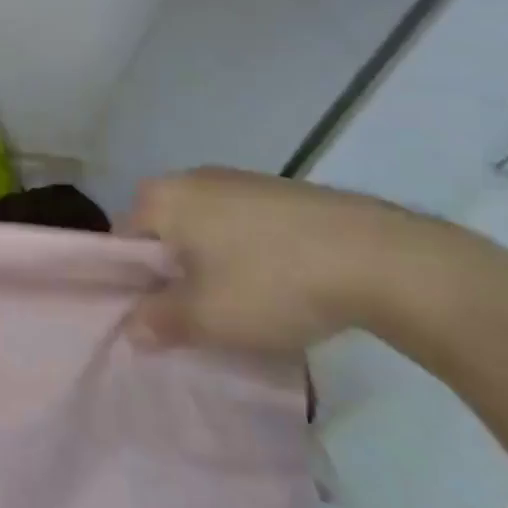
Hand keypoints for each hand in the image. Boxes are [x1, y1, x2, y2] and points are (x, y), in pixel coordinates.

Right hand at [120, 167, 507, 354]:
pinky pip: (245, 226)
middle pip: (164, 233)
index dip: (133, 284)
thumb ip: (158, 323)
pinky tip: (280, 287)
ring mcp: (241, 180)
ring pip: (206, 230)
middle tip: (197, 316)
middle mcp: (192, 178)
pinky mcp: (284, 192)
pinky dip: (250, 255)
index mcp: (162, 196)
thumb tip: (132, 329)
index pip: (123, 241)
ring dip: (213, 266)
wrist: (384, 259)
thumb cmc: (272, 282)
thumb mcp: (207, 317)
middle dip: (174, 274)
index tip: (156, 317)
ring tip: (242, 307)